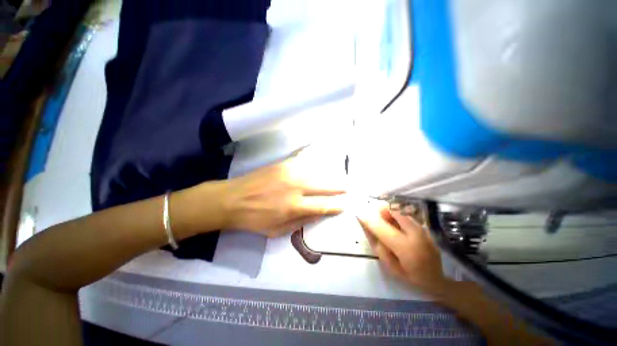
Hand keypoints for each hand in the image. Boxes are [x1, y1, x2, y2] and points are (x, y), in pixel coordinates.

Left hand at [222, 152, 346, 236]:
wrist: (232, 199)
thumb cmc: (254, 219)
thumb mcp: (277, 231)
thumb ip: (301, 222)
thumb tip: (319, 214)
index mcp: (294, 207)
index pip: (322, 205)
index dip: (335, 206)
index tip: (344, 205)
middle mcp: (296, 188)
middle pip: (323, 186)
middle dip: (338, 188)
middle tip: (347, 188)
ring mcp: (289, 173)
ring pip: (316, 173)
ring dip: (329, 175)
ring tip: (338, 176)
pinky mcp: (283, 164)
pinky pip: (302, 160)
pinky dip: (313, 159)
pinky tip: (321, 157)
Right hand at [357, 203, 449, 292]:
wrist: (437, 278)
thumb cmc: (411, 277)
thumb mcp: (391, 267)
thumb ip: (378, 247)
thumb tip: (368, 228)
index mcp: (405, 248)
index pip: (382, 229)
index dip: (369, 220)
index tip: (358, 214)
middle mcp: (415, 234)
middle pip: (394, 212)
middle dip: (381, 210)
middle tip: (374, 214)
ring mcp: (422, 229)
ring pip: (400, 211)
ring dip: (389, 212)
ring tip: (384, 219)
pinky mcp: (424, 227)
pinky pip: (406, 214)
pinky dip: (397, 214)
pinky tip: (395, 222)